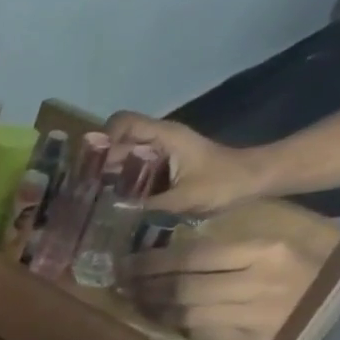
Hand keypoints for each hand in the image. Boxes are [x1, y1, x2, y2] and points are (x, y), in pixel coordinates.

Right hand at [104, 111, 265, 215]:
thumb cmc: (225, 183)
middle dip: (99, 164)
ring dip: (108, 176)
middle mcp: (158, 140)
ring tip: (94, 201)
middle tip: (84, 192)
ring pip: (123, 157)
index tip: (91, 167)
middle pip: (117, 142)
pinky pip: (133, 170)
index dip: (103, 140)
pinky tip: (114, 204)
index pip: (122, 123)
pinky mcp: (162, 166)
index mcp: (164, 136)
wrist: (255, 180)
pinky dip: (121, 183)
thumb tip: (112, 215)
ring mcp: (160, 152)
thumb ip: (149, 206)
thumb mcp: (186, 198)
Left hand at [120, 220, 339, 339]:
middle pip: (183, 286)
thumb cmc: (321, 266)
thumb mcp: (284, 243)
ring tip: (132, 302)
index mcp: (265, 251)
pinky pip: (203, 333)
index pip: (192, 256)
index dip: (152, 262)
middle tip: (119, 284)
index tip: (126, 263)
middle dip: (144, 286)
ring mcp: (255, 316)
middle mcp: (257, 283)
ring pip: (187, 313)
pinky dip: (176, 326)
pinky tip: (160, 319)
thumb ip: (236, 247)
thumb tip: (176, 251)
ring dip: (154, 309)